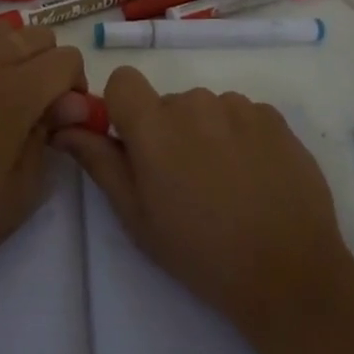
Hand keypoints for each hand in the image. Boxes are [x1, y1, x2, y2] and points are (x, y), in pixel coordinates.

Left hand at [0, 27, 88, 317]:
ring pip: (2, 33)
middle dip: (50, 65)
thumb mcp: (24, 190)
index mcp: (14, 93)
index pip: (66, 59)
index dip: (75, 87)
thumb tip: (69, 103)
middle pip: (37, 35)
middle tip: (41, 110)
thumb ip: (50, 133)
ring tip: (10, 101)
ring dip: (19, 56)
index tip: (63, 120)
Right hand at [52, 67, 353, 338]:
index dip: (123, 108)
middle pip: (167, 102)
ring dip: (206, 134)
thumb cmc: (201, 252)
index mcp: (154, 125)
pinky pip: (242, 115)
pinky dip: (240, 137)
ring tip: (225, 185)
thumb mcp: (137, 216)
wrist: (289, 273)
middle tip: (184, 184)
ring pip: (206, 109)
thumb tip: (64, 127)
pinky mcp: (274, 116)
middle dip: (167, 132)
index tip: (134, 146)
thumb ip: (99, 162)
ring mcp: (239, 106)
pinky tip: (254, 179)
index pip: (123, 80)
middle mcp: (195, 101)